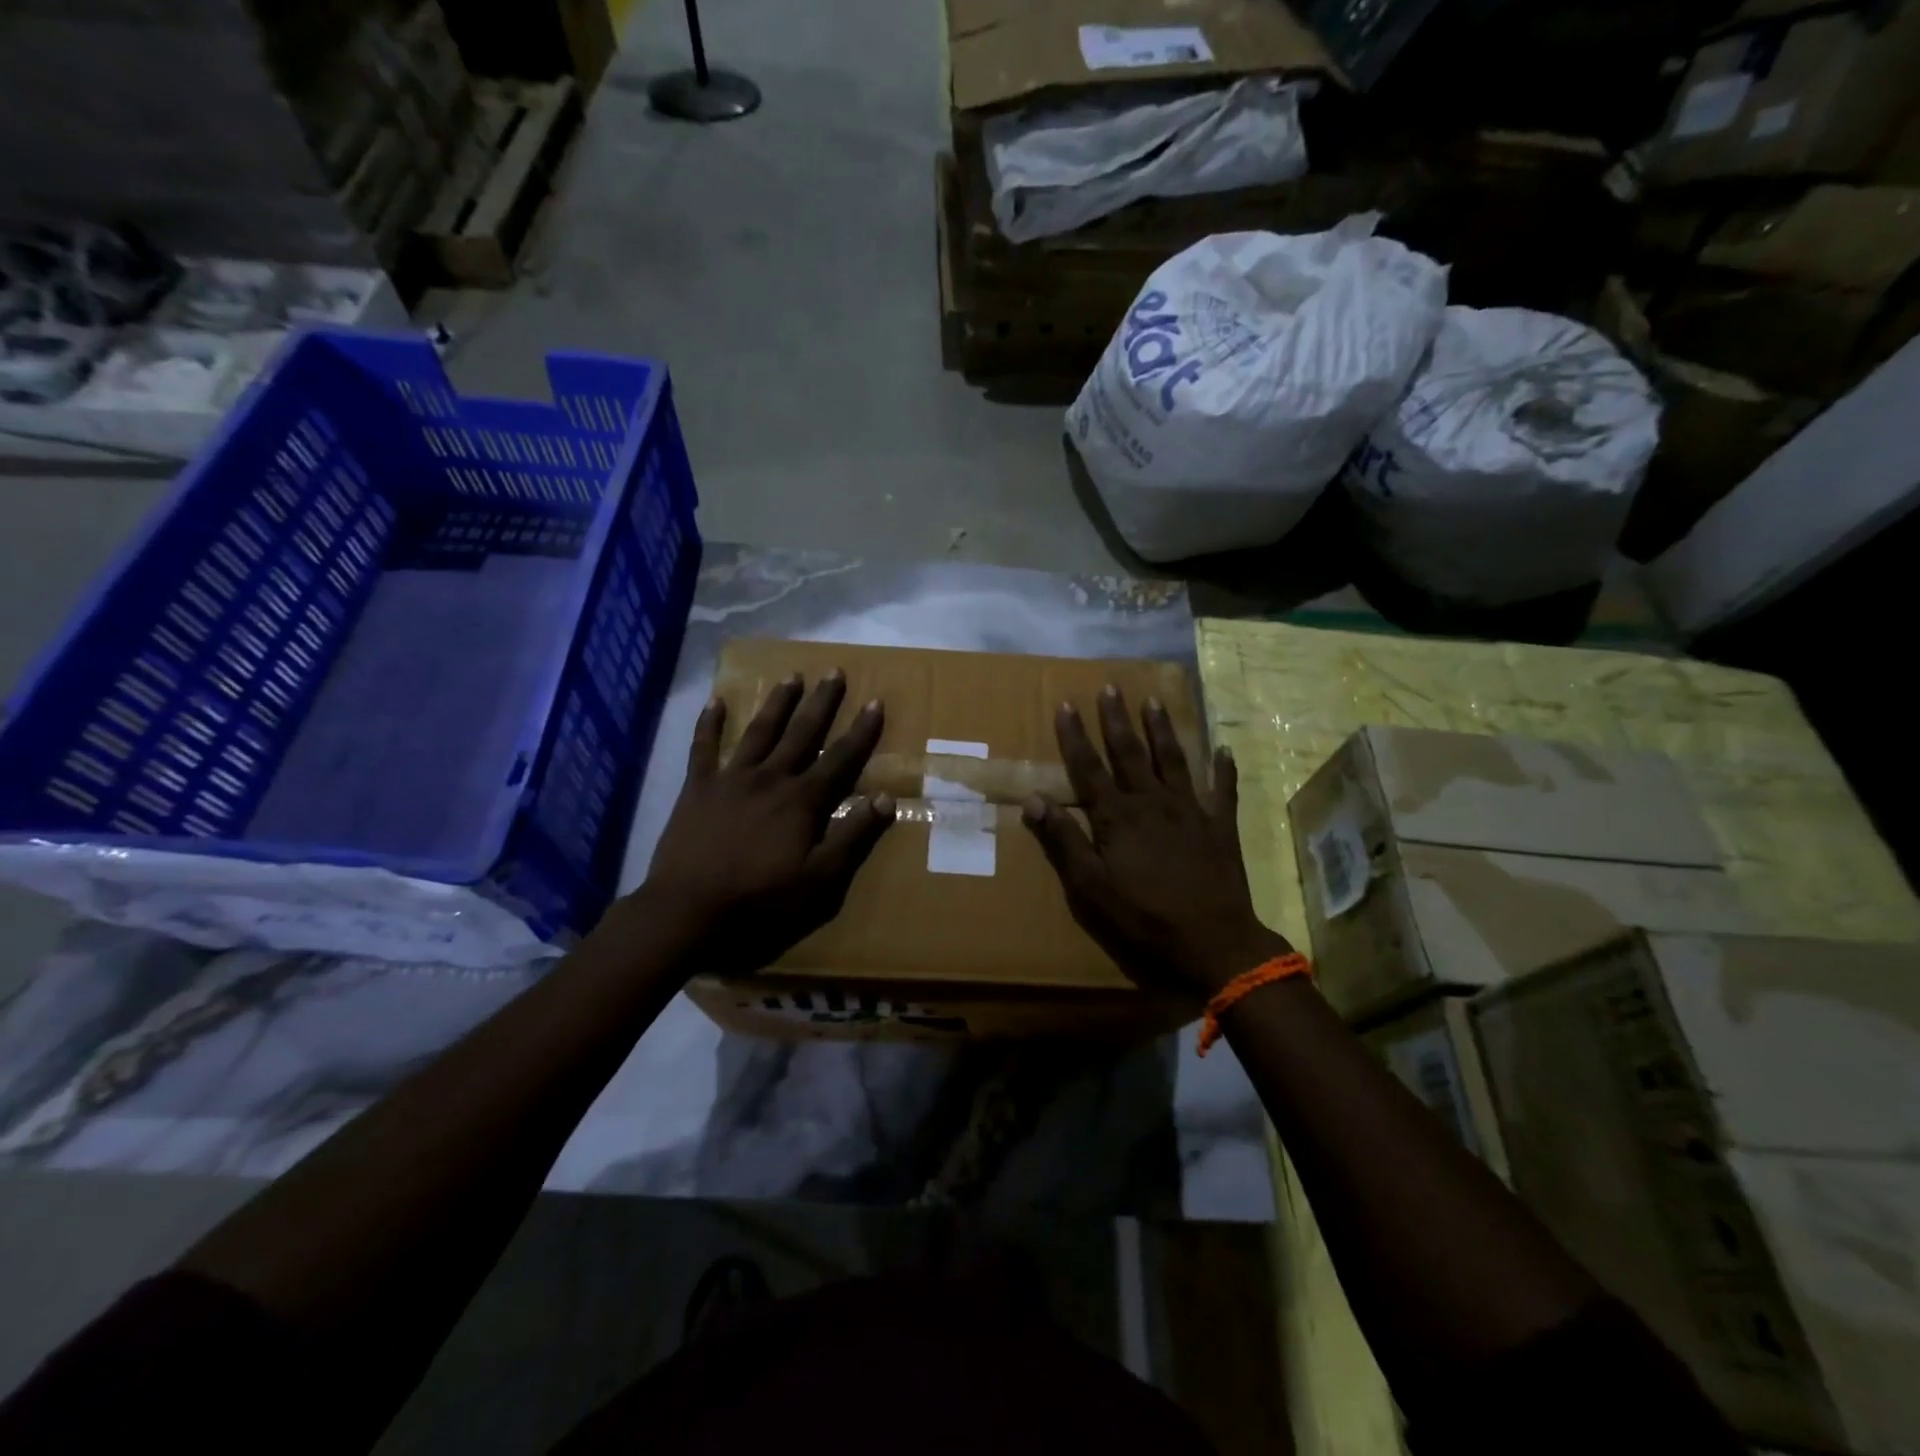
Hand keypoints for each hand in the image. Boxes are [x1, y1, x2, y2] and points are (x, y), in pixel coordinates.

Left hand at [626, 671, 894, 974]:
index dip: (861, 730)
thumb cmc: (761, 900)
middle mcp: (770, 778)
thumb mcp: (820, 879)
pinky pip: (703, 747)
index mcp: (802, 800)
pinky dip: (709, 723)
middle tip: (834, 672)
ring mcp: (731, 779)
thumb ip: (853, 836)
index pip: (840, 757)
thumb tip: (886, 798)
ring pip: (759, 731)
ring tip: (791, 676)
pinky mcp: (698, 788)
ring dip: (777, 703)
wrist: (689, 910)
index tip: (875, 701)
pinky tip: (716, 701)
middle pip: (802, 732)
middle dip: (821, 702)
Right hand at [1022, 686, 1290, 996]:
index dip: (1075, 736)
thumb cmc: (1143, 917)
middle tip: (1111, 687)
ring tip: (1155, 701)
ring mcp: (1191, 811)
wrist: (1213, 941)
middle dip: (1117, 719)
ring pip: (1173, 760)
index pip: (1089, 768)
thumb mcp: (1091, 886)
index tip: (1066, 704)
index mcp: (1118, 817)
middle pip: (1130, 753)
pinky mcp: (1220, 826)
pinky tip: (1224, 749)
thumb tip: (1033, 799)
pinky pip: (1224, 790)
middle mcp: (1153, 802)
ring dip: (1162, 730)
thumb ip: (1064, 840)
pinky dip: (1224, 769)